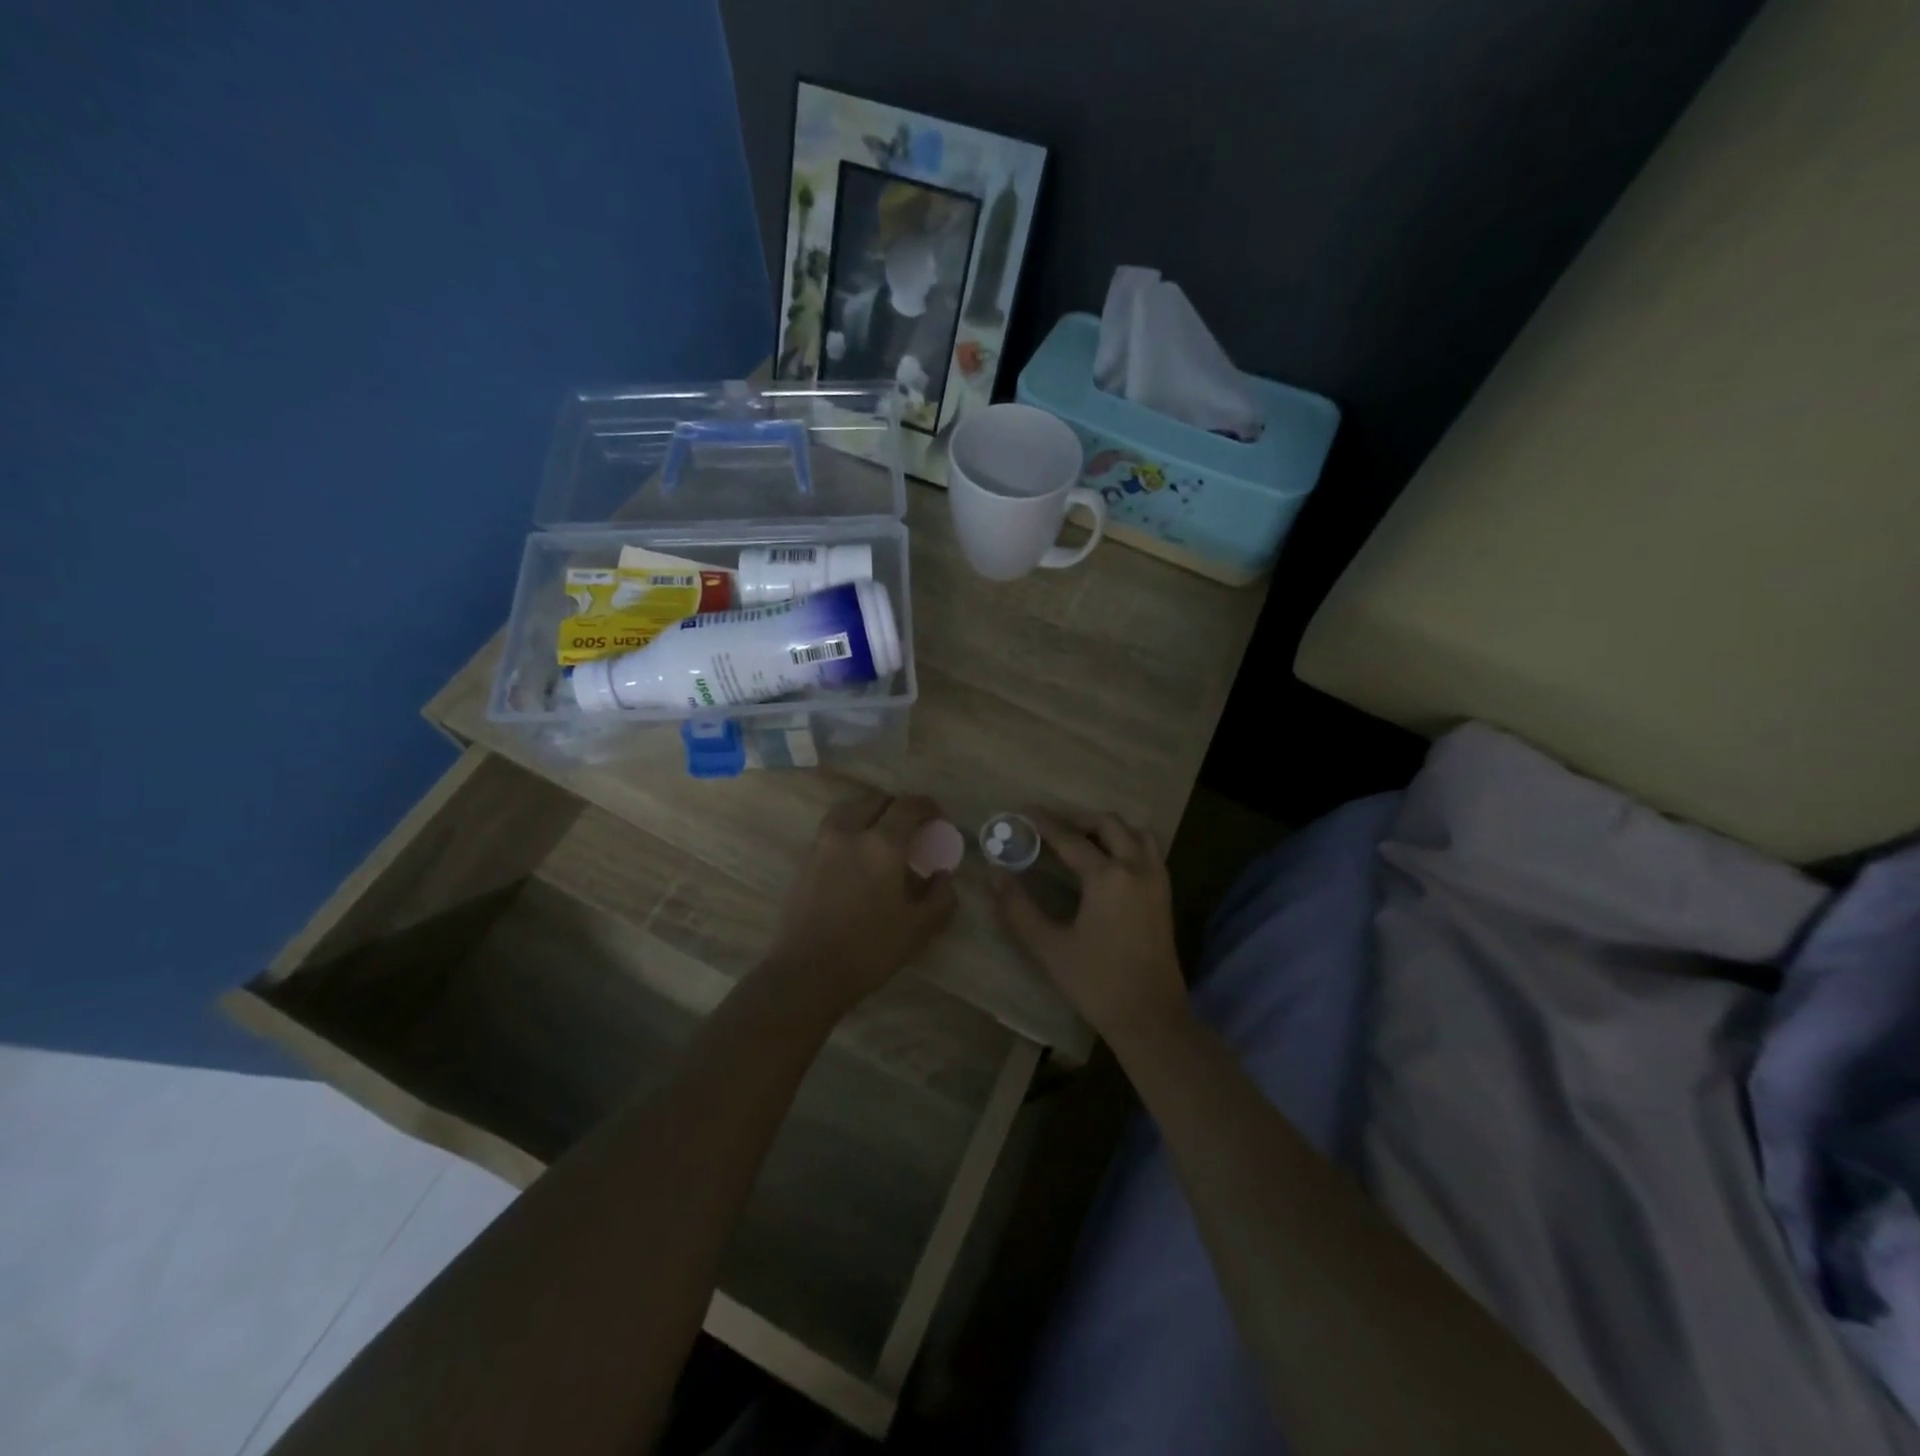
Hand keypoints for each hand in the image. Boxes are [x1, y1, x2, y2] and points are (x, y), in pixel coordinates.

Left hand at [762, 792, 957, 1008]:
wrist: (806, 973)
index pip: (908, 806)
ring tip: (880, 834)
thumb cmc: (869, 950)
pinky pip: (831, 831)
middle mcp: (850, 834)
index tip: (938, 818)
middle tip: (911, 827)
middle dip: (898, 807)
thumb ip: (940, 896)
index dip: (927, 806)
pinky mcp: (804, 861)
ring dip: (869, 814)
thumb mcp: (919, 928)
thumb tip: (943, 875)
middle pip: (876, 801)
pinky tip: (856, 857)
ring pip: (849, 811)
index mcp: (882, 845)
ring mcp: (822, 845)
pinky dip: (849, 831)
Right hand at [992, 810, 1187, 1046]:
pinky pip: (1149, 851)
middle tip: (1052, 827)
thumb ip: (1018, 908)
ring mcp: (1156, 880)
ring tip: (1082, 839)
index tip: (1025, 810)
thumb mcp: (1049, 947)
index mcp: (1108, 877)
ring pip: (1136, 833)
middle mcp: (1136, 868)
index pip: (1071, 839)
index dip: (1045, 823)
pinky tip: (1109, 860)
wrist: (1150, 1017)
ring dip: (1108, 828)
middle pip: (1109, 824)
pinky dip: (1128, 842)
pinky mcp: (1164, 895)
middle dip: (1078, 819)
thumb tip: (995, 875)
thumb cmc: (1096, 983)